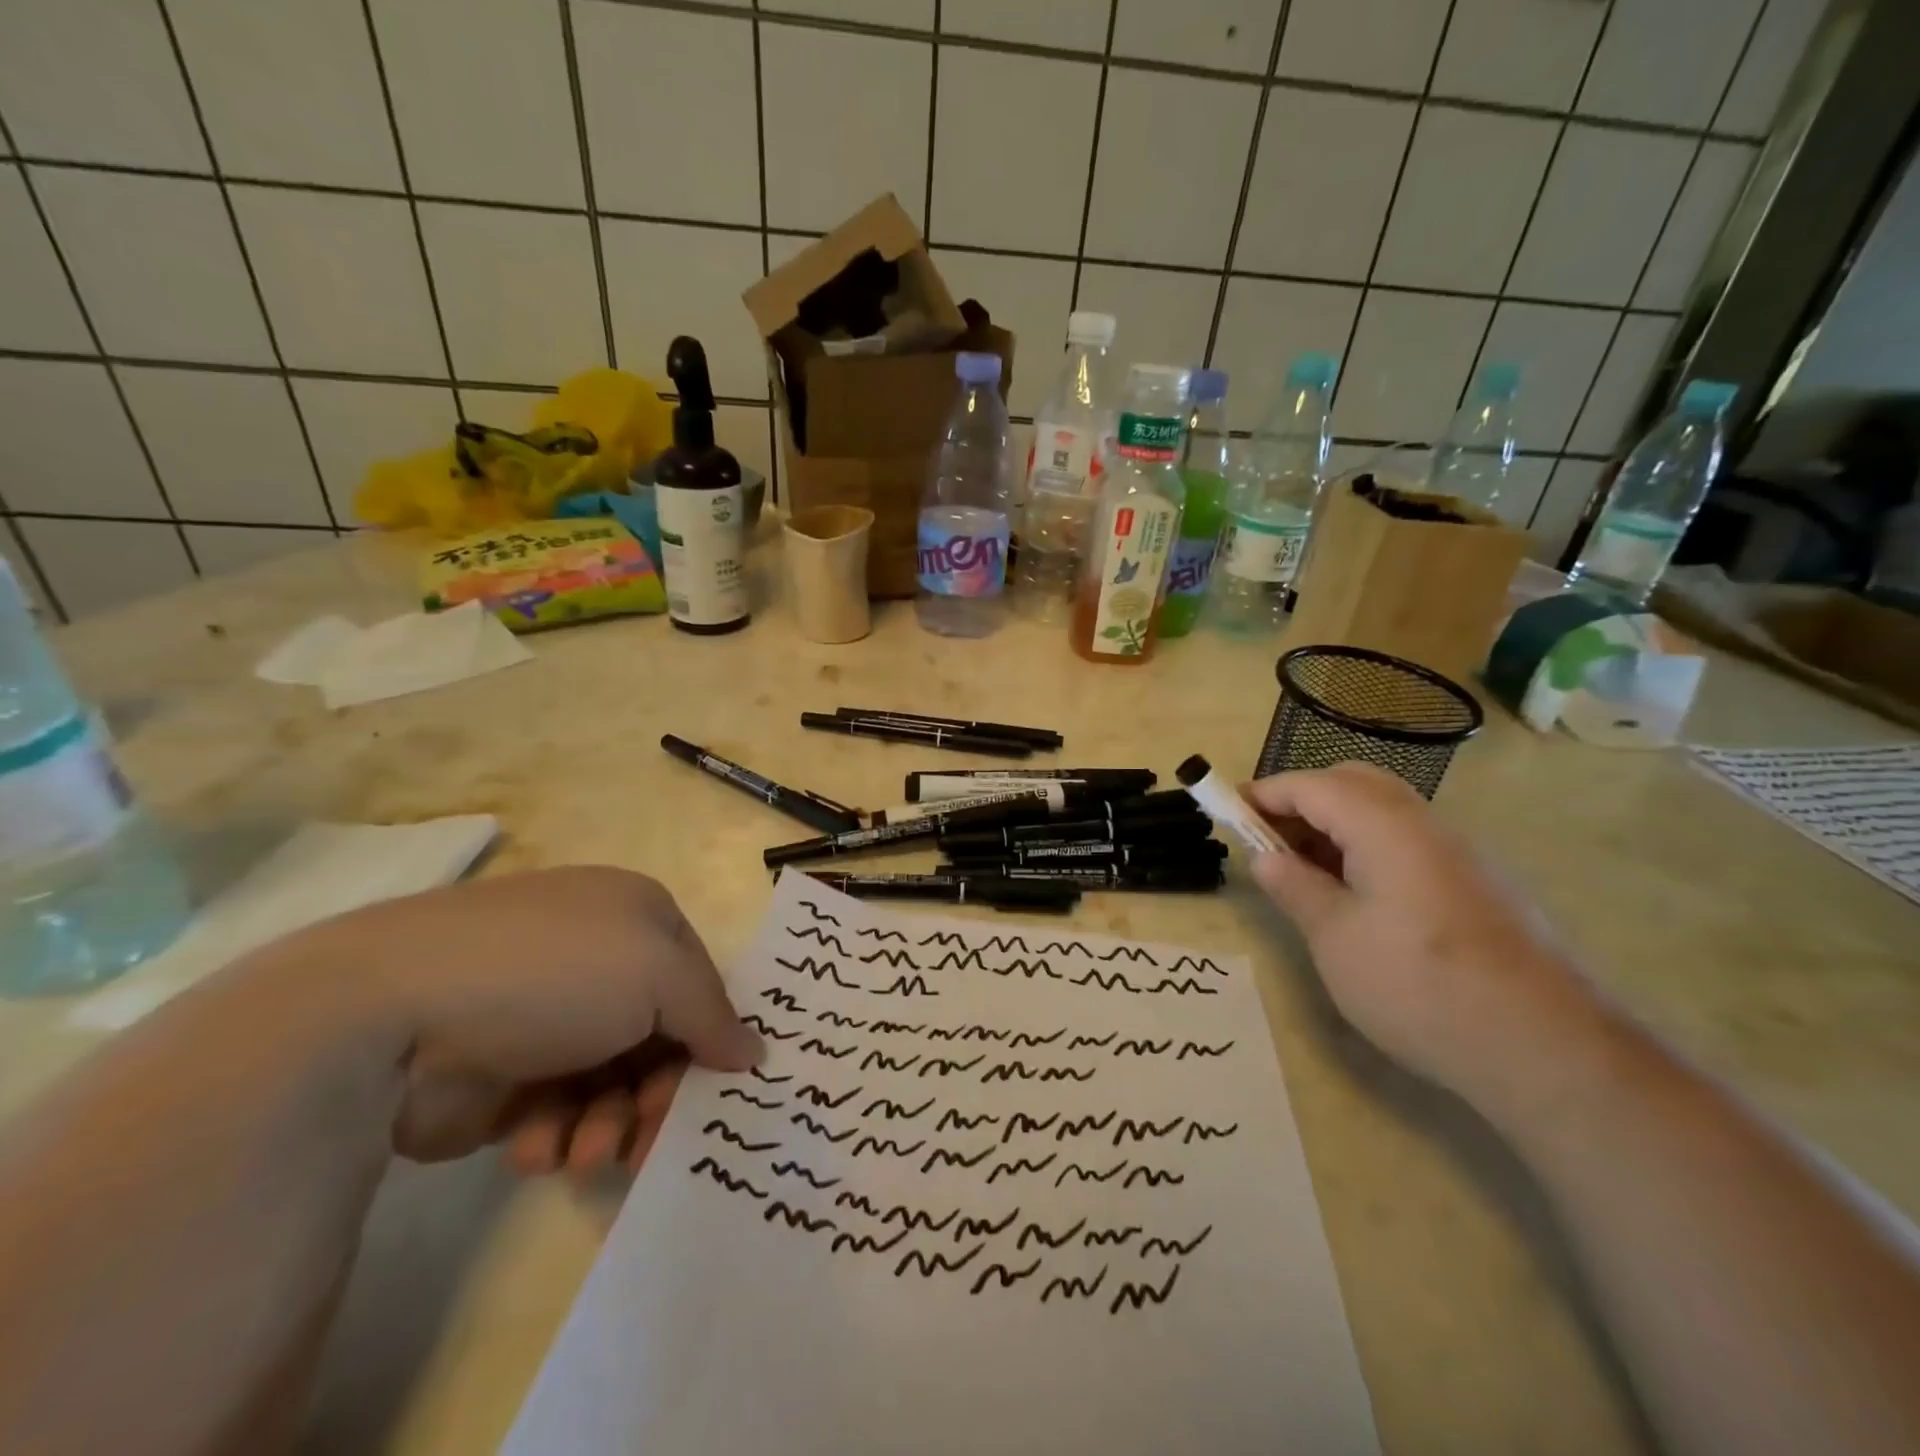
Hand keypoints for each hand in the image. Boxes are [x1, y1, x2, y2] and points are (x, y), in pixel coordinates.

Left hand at [302, 867, 761, 1174]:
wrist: (389, 1013)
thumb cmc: (553, 972)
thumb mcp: (659, 974)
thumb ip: (714, 1016)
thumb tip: (754, 1053)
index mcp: (635, 915)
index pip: (698, 981)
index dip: (709, 1037)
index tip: (711, 1093)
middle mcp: (596, 958)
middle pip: (657, 1036)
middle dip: (657, 1093)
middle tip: (648, 1141)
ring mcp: (544, 1013)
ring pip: (610, 1080)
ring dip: (608, 1123)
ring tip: (584, 1154)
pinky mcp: (498, 1071)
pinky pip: (557, 1107)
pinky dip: (557, 1132)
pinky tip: (537, 1149)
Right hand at [1246, 764, 1602, 1109]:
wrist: (1547, 1048)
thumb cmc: (1419, 986)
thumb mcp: (1335, 938)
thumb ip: (1295, 887)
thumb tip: (1265, 857)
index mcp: (1385, 826)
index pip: (1311, 785)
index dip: (1264, 793)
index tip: (1228, 811)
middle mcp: (1425, 825)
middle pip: (1353, 783)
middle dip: (1302, 800)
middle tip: (1268, 838)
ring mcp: (1458, 854)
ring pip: (1384, 812)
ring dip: (1334, 825)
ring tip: (1303, 871)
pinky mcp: (1477, 885)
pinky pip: (1408, 842)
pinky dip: (1367, 848)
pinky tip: (1357, 896)